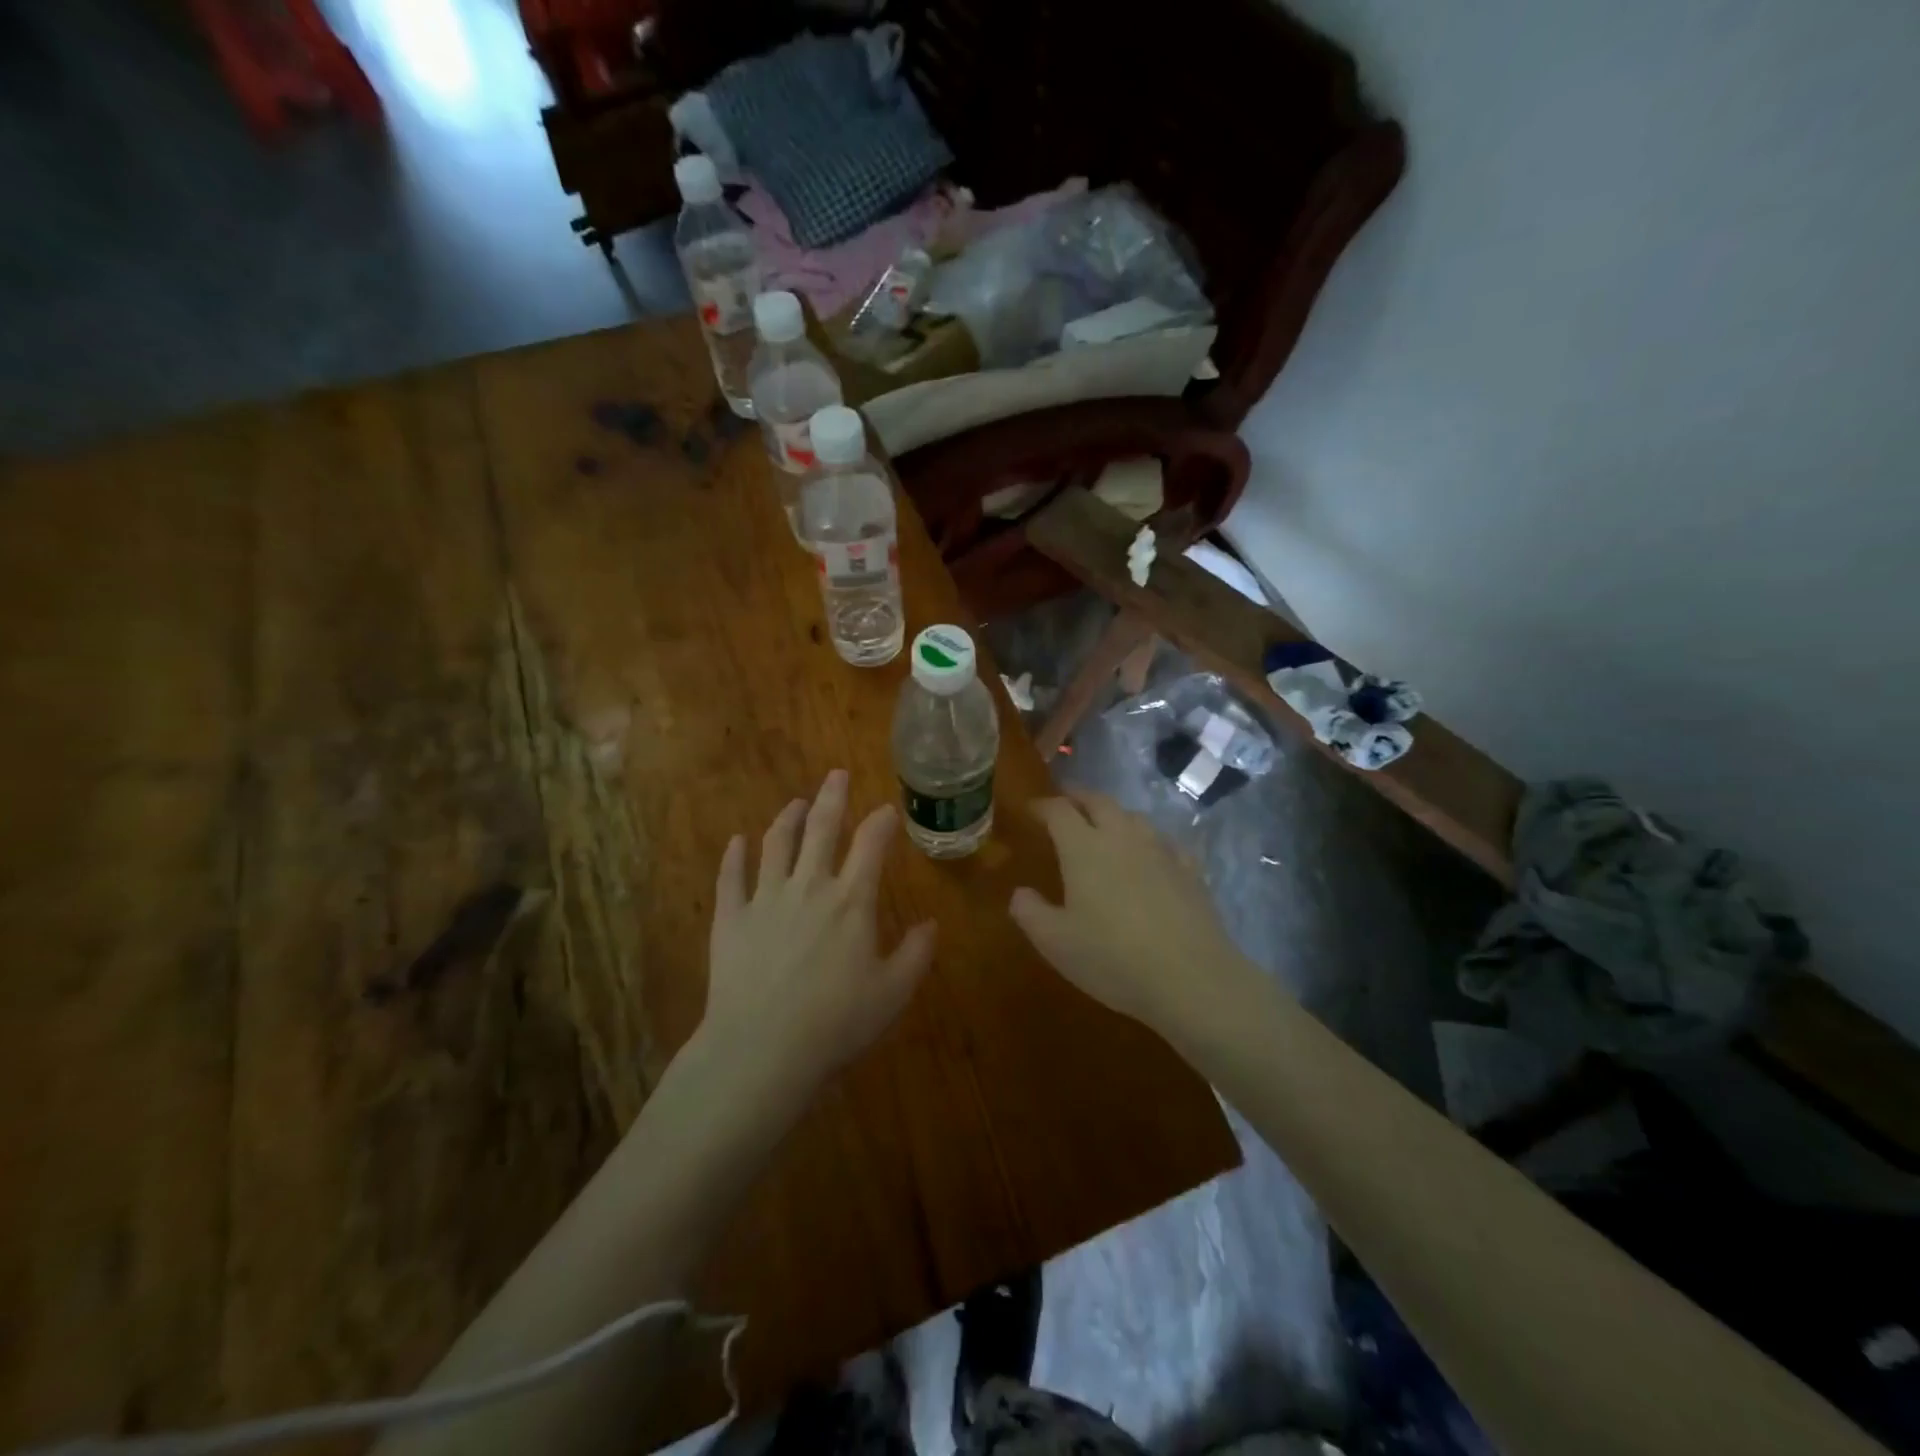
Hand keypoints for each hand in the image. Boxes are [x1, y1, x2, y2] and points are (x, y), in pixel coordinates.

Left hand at [701, 770, 935, 1096]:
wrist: (762, 1049)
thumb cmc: (836, 1022)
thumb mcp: (892, 993)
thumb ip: (916, 954)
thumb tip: (931, 924)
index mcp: (851, 901)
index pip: (870, 845)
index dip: (881, 822)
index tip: (887, 808)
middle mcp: (809, 886)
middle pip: (821, 829)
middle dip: (832, 797)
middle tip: (836, 774)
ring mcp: (765, 899)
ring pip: (776, 844)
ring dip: (787, 819)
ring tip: (795, 803)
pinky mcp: (730, 918)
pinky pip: (730, 877)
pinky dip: (733, 856)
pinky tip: (736, 841)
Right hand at [1009, 788, 1258, 1037]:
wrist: (1191, 978)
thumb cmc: (1112, 958)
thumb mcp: (1055, 942)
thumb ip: (1030, 913)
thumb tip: (1020, 893)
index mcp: (1084, 847)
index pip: (1058, 811)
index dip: (1041, 806)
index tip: (1029, 810)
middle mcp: (1122, 837)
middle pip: (1098, 801)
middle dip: (1078, 797)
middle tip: (1065, 801)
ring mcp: (1161, 850)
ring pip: (1133, 816)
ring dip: (1113, 814)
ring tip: (1104, 824)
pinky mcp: (1190, 870)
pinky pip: (1165, 841)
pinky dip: (1148, 840)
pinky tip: (1151, 854)